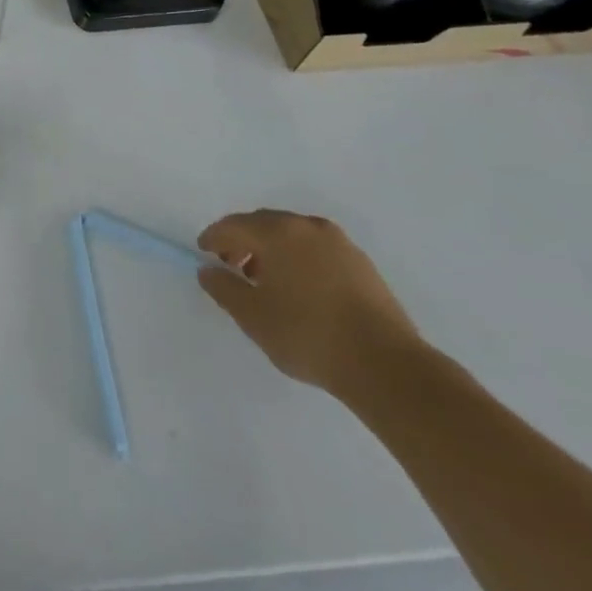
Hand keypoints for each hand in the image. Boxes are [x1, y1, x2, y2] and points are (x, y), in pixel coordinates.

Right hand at [196, 210, 422, 397]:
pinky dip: (299, 260)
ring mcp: (339, 243)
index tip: (204, 255)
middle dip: (243, 242)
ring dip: (272, 251)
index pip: (233, 225)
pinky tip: (300, 290)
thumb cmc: (308, 335)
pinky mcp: (362, 264)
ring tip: (266, 283)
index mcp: (277, 232)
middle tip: (232, 268)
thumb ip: (223, 288)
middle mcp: (307, 226)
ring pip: (292, 236)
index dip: (213, 238)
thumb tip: (208, 270)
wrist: (387, 366)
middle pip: (263, 224)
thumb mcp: (252, 317)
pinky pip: (317, 250)